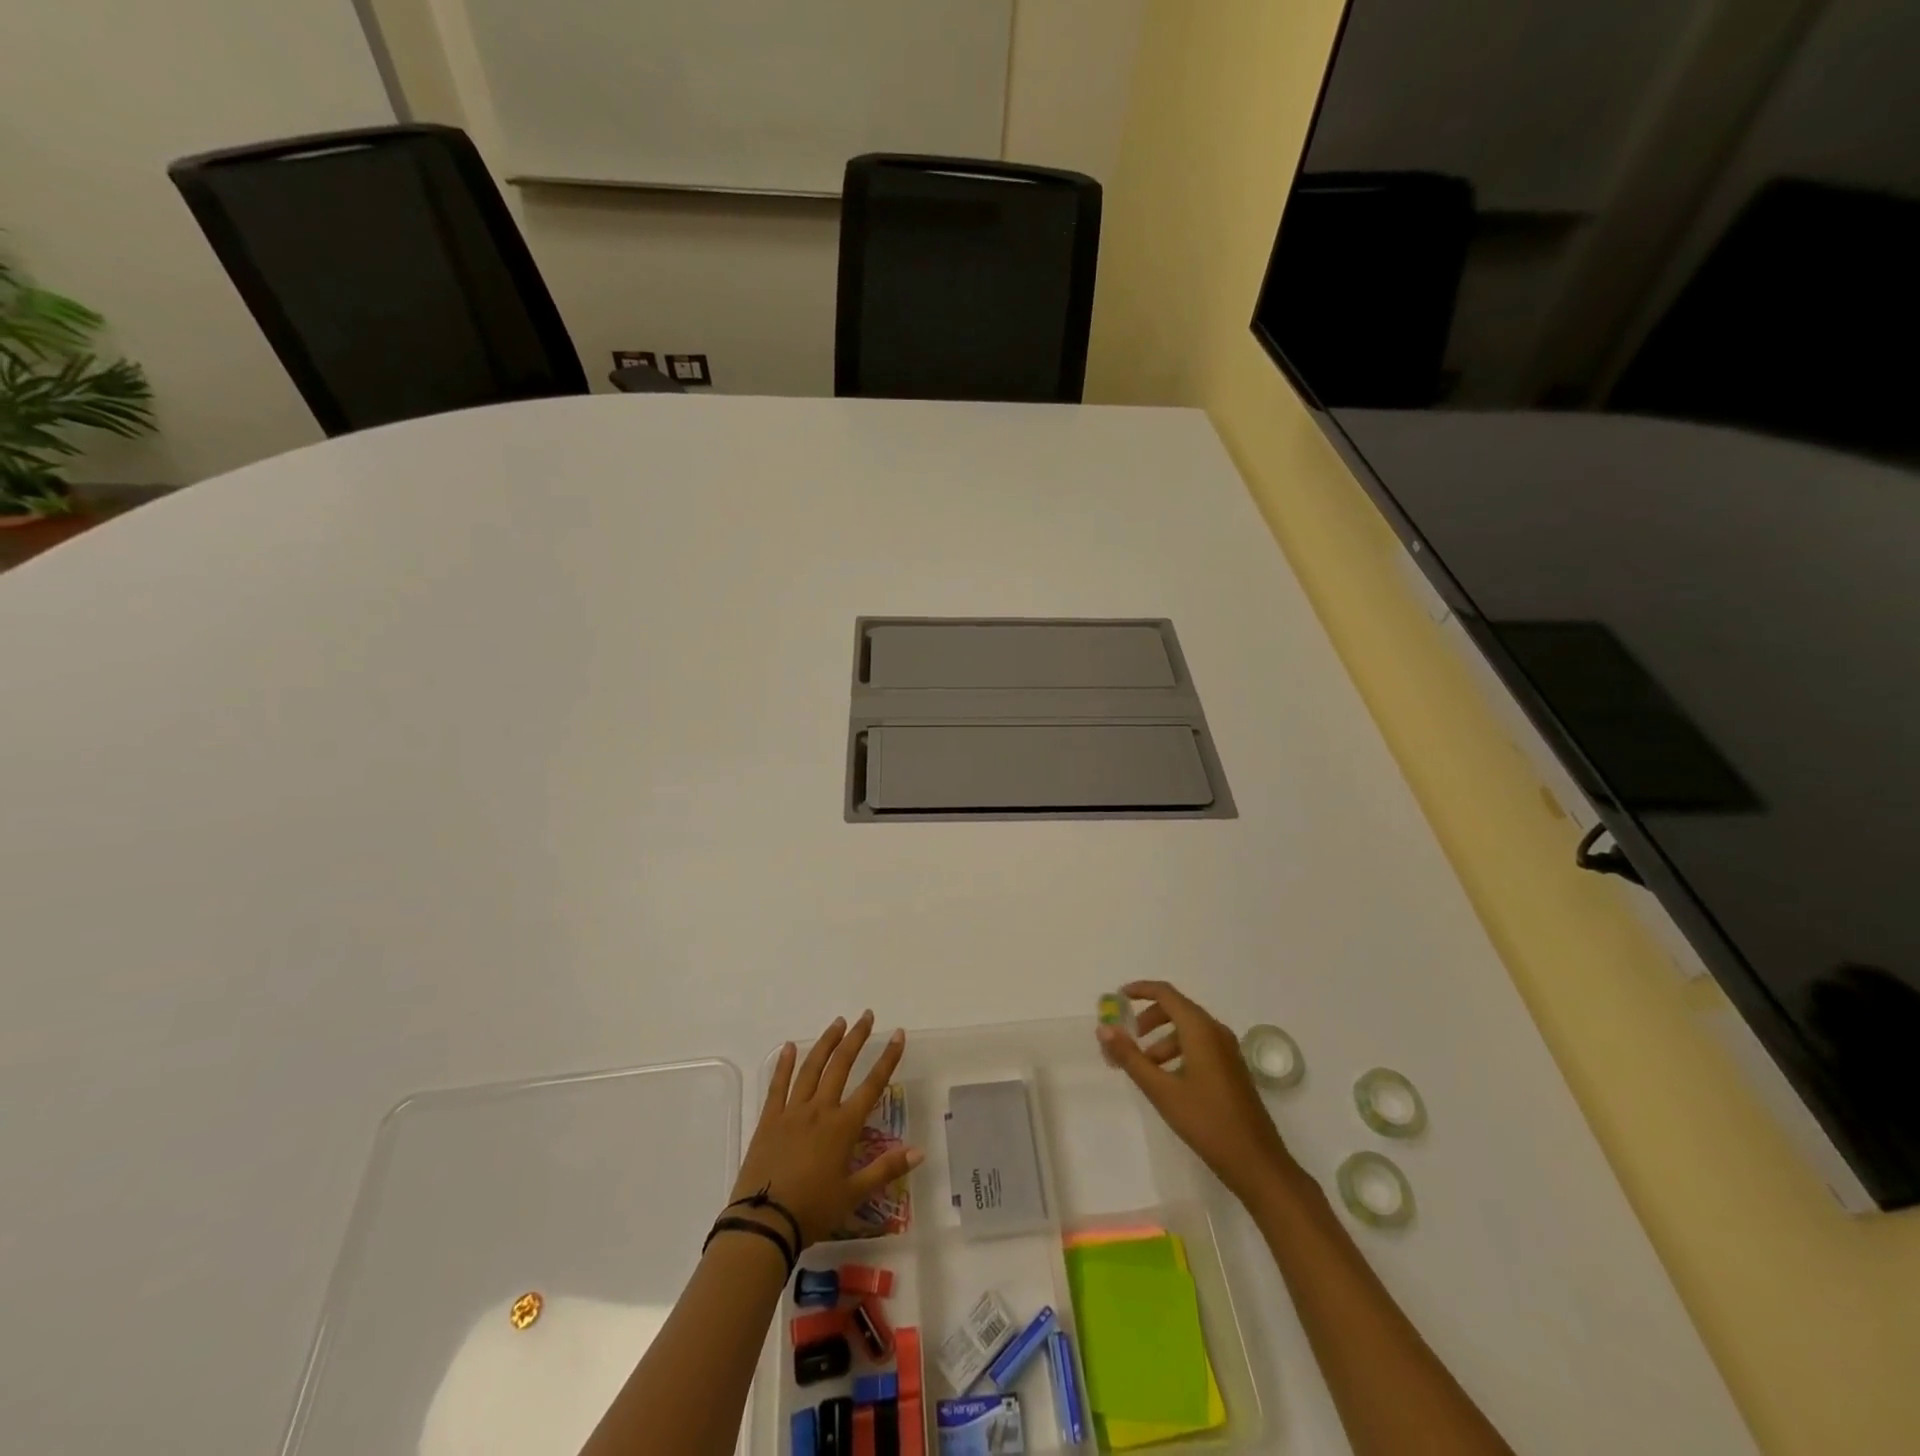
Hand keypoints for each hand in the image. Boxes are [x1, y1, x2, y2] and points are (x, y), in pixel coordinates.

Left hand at [729, 1011, 922, 1248]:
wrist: (764, 1223)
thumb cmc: (813, 1211)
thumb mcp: (854, 1194)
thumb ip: (886, 1169)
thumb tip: (920, 1151)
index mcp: (843, 1127)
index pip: (872, 1085)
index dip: (887, 1059)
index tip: (897, 1034)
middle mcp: (820, 1110)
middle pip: (841, 1065)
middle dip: (856, 1038)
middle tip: (866, 1016)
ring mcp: (792, 1112)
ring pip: (812, 1068)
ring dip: (826, 1043)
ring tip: (838, 1023)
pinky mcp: (769, 1120)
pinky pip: (778, 1086)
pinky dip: (784, 1064)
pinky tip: (790, 1046)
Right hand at [1098, 980, 1294, 1201]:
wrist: (1257, 1163)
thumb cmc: (1206, 1122)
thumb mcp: (1161, 1090)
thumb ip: (1130, 1057)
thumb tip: (1104, 1028)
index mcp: (1200, 1029)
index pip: (1166, 993)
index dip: (1140, 990)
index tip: (1117, 998)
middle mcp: (1216, 1032)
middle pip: (1176, 1009)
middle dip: (1148, 1019)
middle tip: (1126, 1039)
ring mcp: (1227, 1051)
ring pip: (1187, 1030)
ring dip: (1161, 1040)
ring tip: (1143, 1068)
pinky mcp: (1231, 1069)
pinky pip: (1199, 1046)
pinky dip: (1177, 1052)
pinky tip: (1167, 1080)